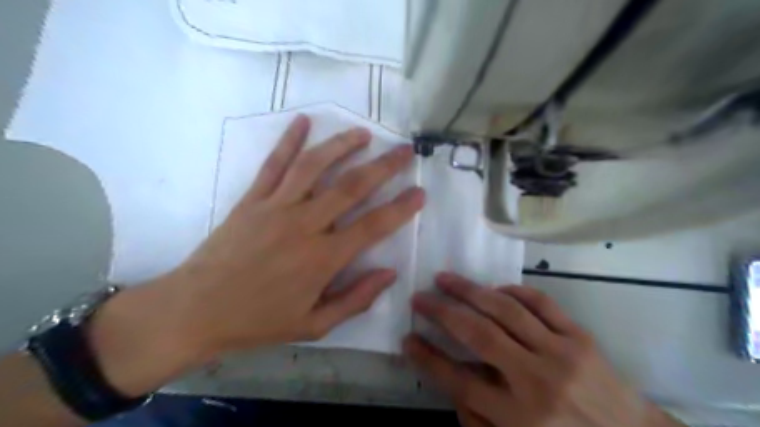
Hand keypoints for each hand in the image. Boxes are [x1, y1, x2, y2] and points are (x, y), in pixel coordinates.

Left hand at [86, 113, 425, 395]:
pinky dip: (289, 141)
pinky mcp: (252, 199)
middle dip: (383, 166)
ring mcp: (276, 207)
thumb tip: (390, 274)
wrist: (194, 311)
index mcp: (322, 259)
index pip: (373, 226)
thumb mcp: (314, 325)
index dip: (401, 208)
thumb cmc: (258, 321)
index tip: (420, 192)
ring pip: (314, 166)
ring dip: (342, 146)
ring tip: (364, 133)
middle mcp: (304, 225)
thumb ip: (356, 299)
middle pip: (351, 187)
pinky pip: (273, 165)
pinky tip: (303, 122)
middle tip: (404, 151)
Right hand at [404, 273, 682, 425]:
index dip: (428, 359)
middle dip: (442, 312)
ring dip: (469, 291)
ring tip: (444, 278)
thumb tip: (453, 384)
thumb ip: (480, 421)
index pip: (459, 381)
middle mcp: (536, 381)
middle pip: (478, 335)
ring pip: (505, 310)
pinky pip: (541, 303)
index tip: (408, 339)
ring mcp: (561, 353)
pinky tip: (494, 289)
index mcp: (519, 418)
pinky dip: (514, 291)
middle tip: (419, 297)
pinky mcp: (579, 336)